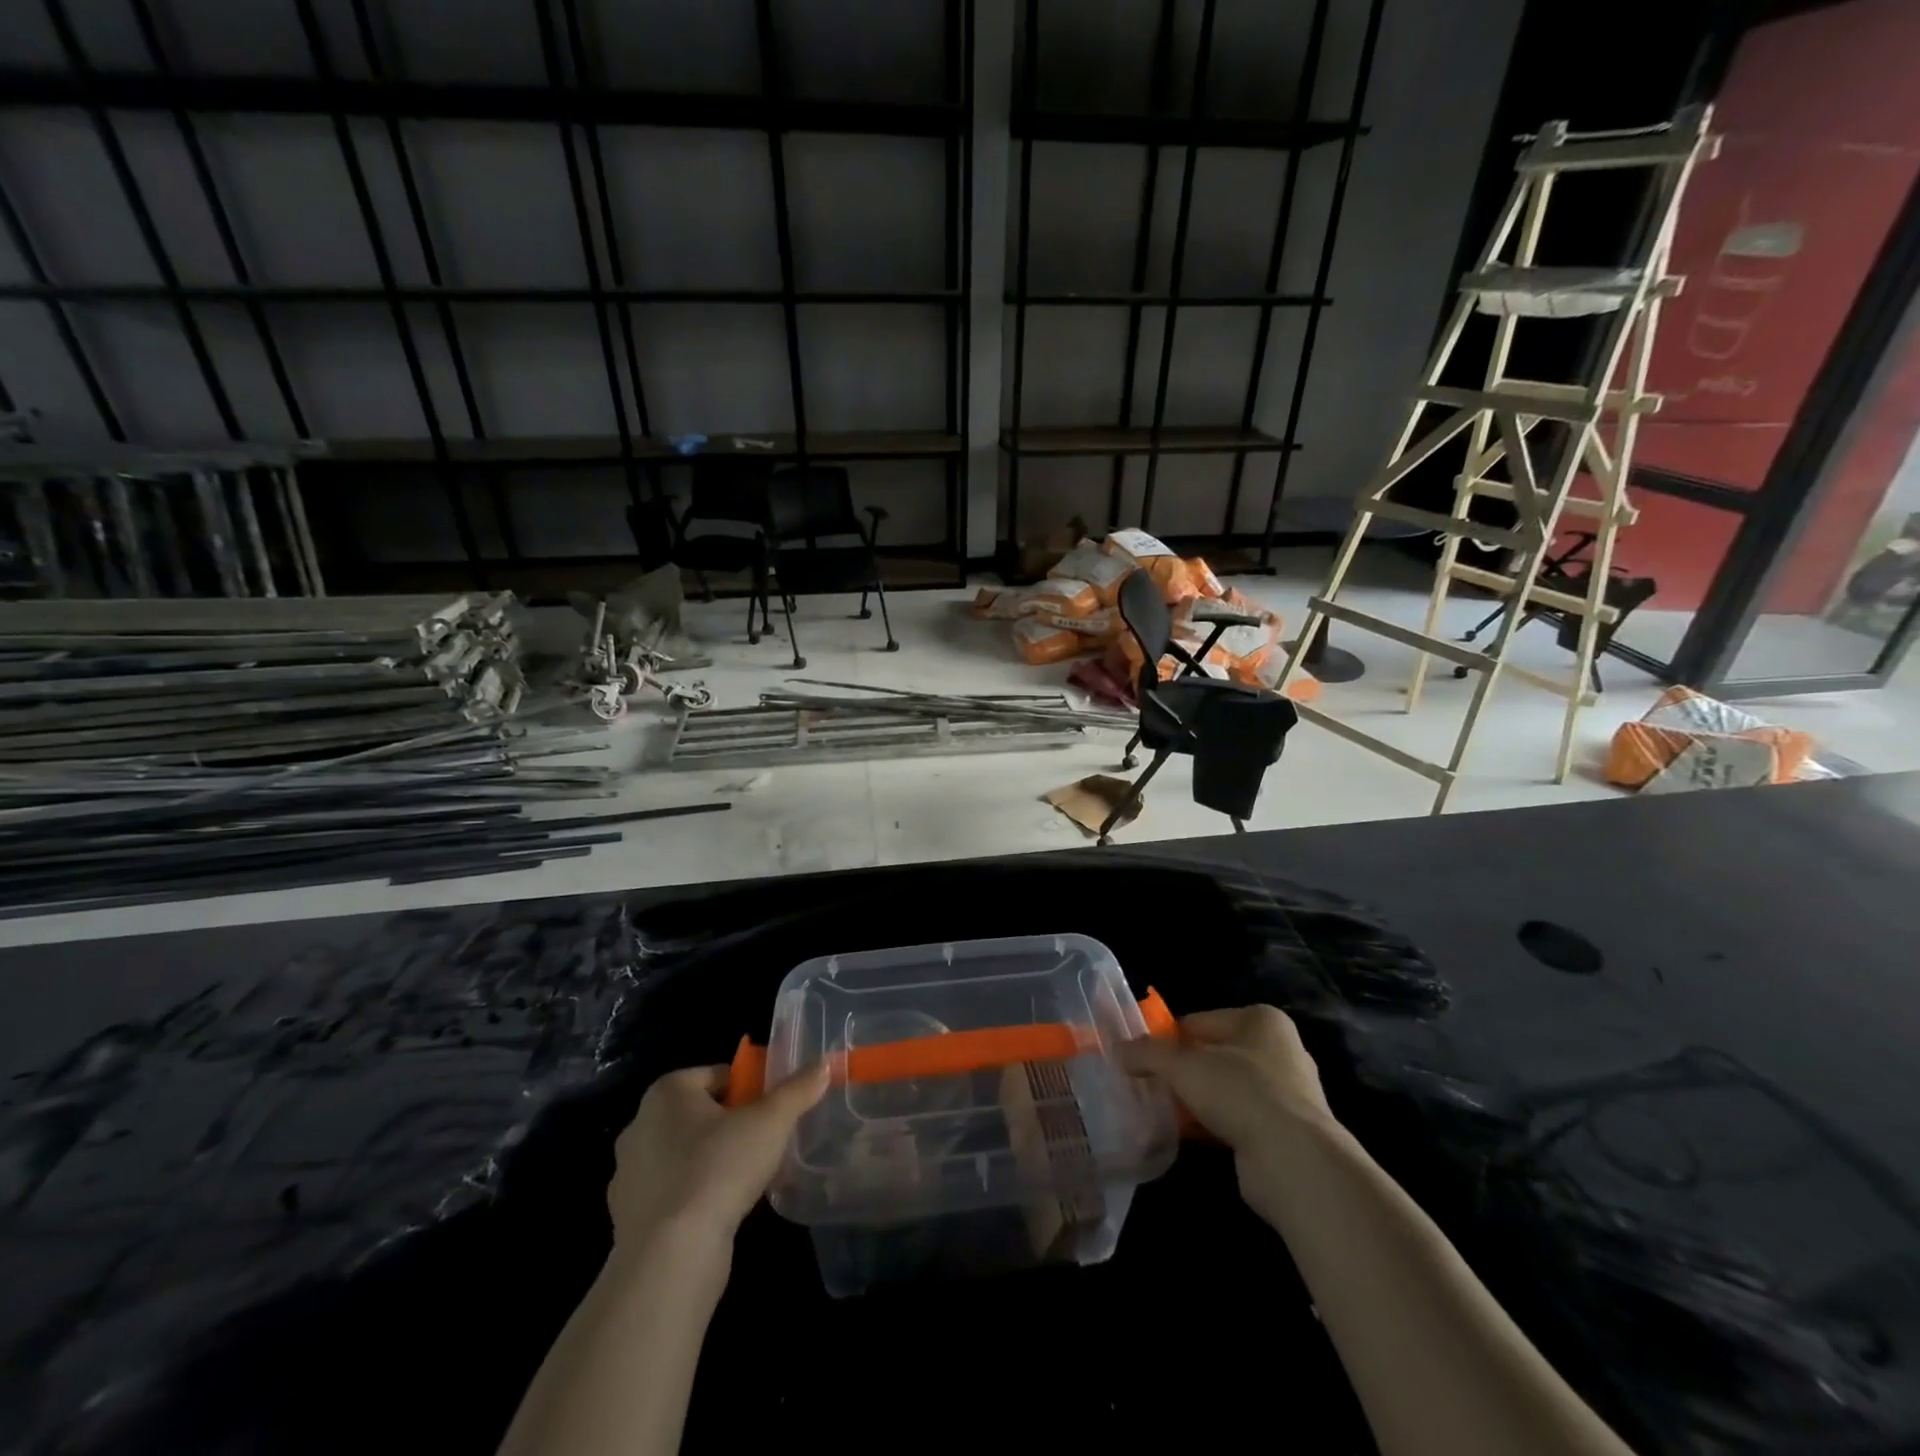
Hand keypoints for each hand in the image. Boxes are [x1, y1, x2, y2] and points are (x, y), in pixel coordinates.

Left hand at [608, 1061, 829, 1246]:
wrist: (670, 1258)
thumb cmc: (719, 1168)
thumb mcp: (771, 1121)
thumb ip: (798, 1089)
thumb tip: (823, 1064)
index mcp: (666, 1092)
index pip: (719, 1075)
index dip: (751, 1089)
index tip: (773, 1112)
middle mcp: (640, 1124)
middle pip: (702, 1112)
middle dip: (733, 1123)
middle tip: (765, 1142)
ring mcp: (629, 1173)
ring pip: (686, 1152)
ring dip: (714, 1159)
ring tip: (748, 1179)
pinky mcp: (630, 1216)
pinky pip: (674, 1190)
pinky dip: (696, 1193)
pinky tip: (722, 1210)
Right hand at [1116, 1005, 1337, 1221]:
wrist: (1293, 1161)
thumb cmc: (1240, 1092)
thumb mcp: (1182, 1065)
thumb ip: (1147, 1053)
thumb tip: (1117, 1050)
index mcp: (1261, 1021)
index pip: (1200, 1021)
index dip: (1168, 1038)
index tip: (1143, 1058)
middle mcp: (1279, 1050)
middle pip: (1213, 1053)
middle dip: (1182, 1070)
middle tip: (1150, 1085)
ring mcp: (1286, 1093)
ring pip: (1224, 1088)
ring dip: (1196, 1099)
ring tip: (1163, 1111)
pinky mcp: (1284, 1131)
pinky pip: (1236, 1118)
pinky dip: (1212, 1123)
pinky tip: (1187, 1134)